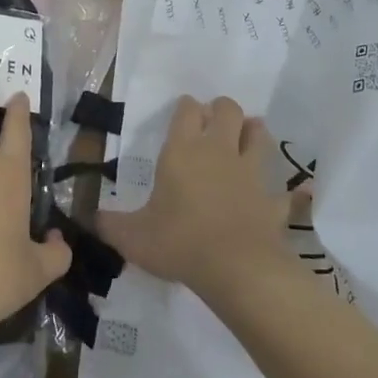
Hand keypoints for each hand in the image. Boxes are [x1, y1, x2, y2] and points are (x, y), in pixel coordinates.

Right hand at [97, 96, 291, 300]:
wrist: (235, 268)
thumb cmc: (178, 242)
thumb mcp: (132, 237)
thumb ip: (109, 225)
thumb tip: (86, 219)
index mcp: (183, 151)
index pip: (188, 110)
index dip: (186, 108)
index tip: (184, 114)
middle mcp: (219, 151)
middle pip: (228, 110)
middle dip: (222, 110)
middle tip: (213, 124)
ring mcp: (251, 173)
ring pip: (259, 134)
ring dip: (254, 132)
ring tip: (247, 138)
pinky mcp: (273, 199)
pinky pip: (285, 190)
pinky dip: (288, 190)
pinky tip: (291, 193)